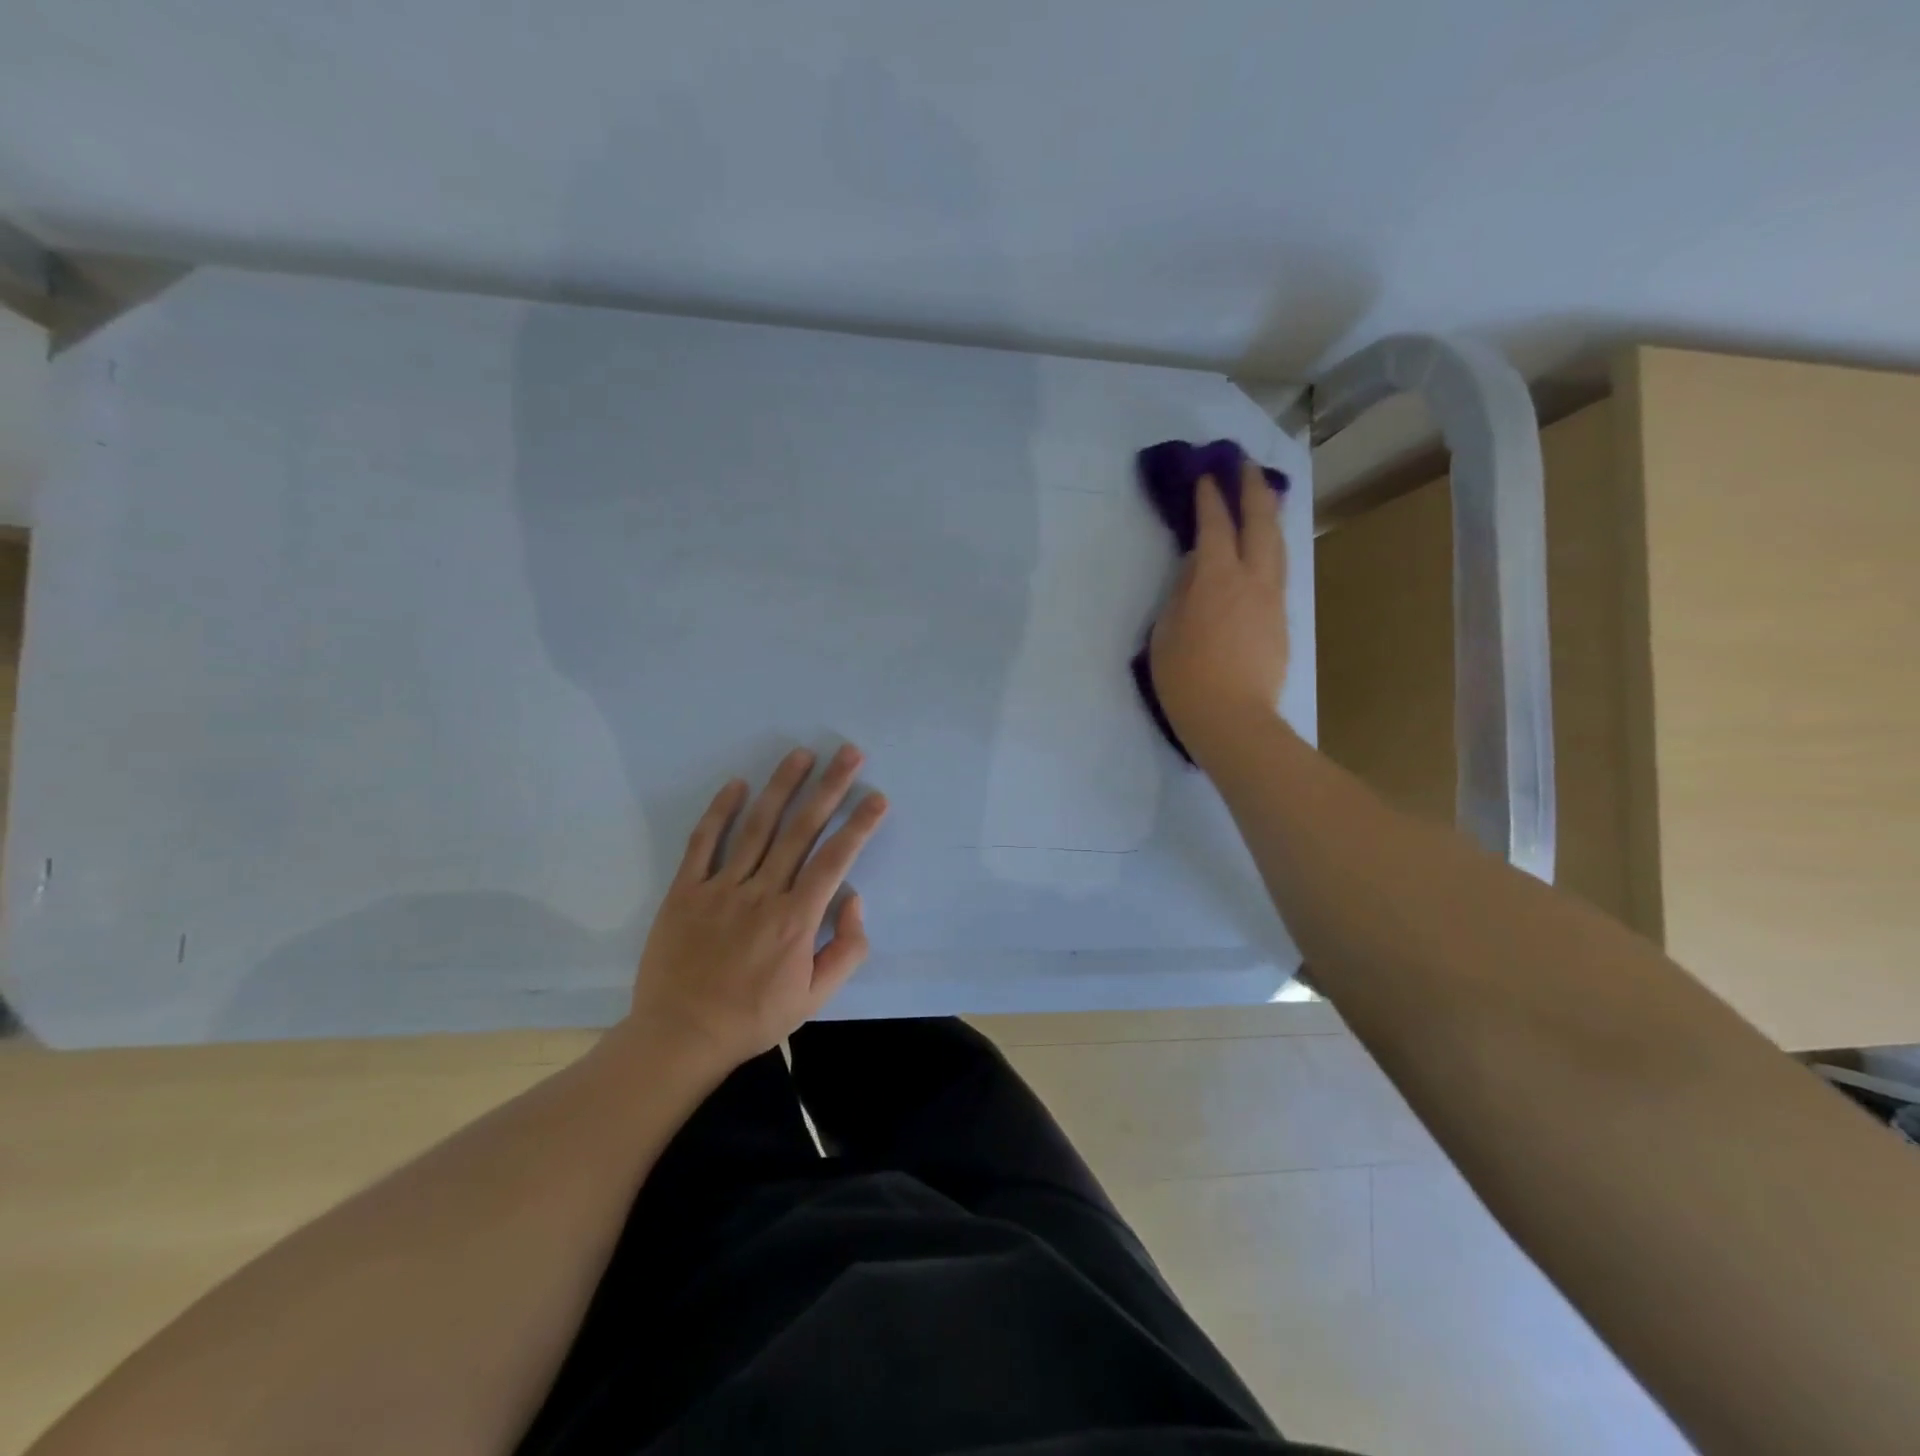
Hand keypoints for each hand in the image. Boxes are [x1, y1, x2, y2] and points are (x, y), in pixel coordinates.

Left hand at [629, 744, 887, 1072]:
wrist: (681, 1036)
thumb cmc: (754, 1017)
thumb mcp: (815, 998)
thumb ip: (846, 949)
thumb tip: (854, 900)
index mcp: (796, 919)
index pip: (835, 860)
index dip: (859, 826)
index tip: (877, 797)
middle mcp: (762, 893)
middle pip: (801, 830)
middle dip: (829, 788)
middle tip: (849, 753)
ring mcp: (721, 888)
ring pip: (758, 827)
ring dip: (782, 787)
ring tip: (801, 754)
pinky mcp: (686, 891)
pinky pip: (704, 843)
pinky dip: (720, 811)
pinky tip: (737, 784)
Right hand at [1148, 460, 1288, 765]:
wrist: (1233, 719)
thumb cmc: (1185, 678)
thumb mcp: (1166, 632)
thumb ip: (1181, 592)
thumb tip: (1196, 567)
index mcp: (1216, 579)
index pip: (1215, 526)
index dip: (1210, 498)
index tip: (1206, 476)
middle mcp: (1252, 579)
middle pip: (1259, 523)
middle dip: (1252, 490)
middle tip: (1244, 466)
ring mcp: (1272, 599)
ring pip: (1277, 545)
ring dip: (1269, 516)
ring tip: (1263, 497)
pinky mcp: (1281, 620)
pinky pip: (1279, 571)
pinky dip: (1271, 548)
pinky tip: (1264, 549)